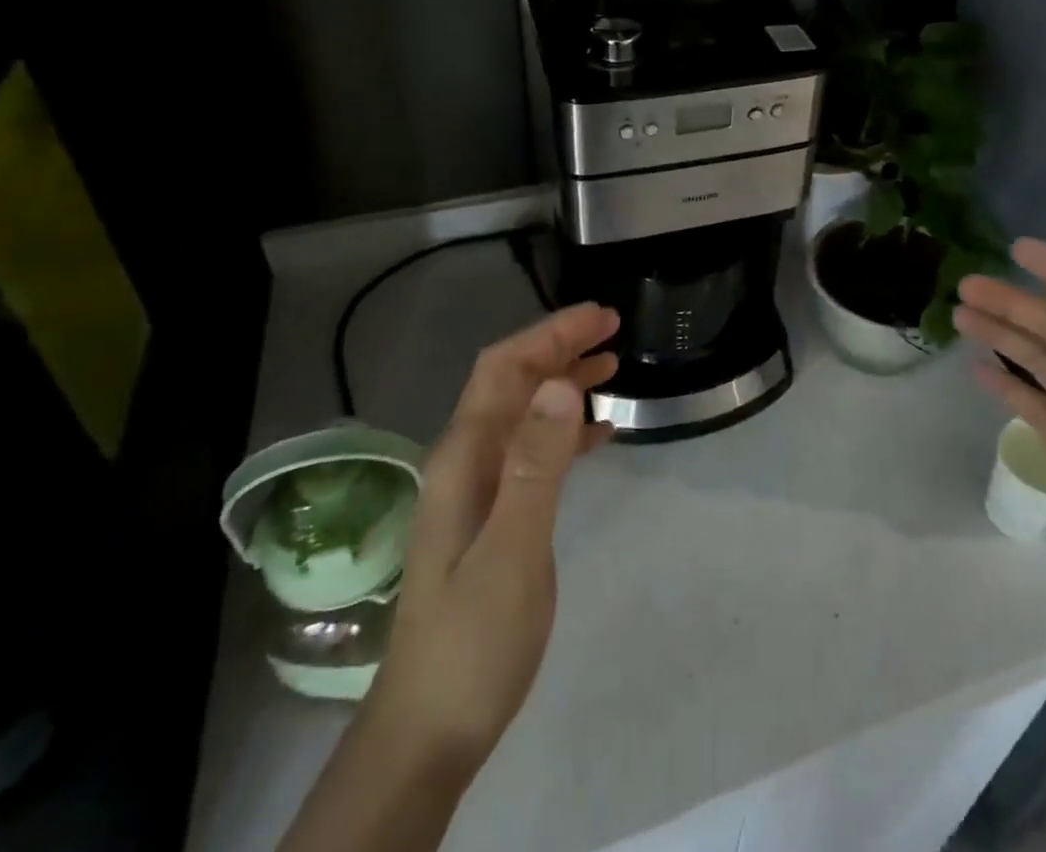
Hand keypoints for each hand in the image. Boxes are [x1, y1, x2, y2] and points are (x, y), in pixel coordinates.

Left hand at [364, 302, 618, 773]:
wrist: (431, 728)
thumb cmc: (473, 639)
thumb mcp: (512, 551)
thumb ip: (535, 465)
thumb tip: (559, 385)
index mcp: (464, 458)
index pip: (504, 369)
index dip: (551, 334)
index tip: (601, 317)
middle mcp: (466, 461)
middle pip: (512, 382)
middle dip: (560, 347)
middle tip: (614, 330)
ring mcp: (479, 488)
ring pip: (524, 412)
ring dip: (564, 383)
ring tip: (613, 366)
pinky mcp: (494, 514)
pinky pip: (533, 450)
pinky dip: (567, 429)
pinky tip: (600, 433)